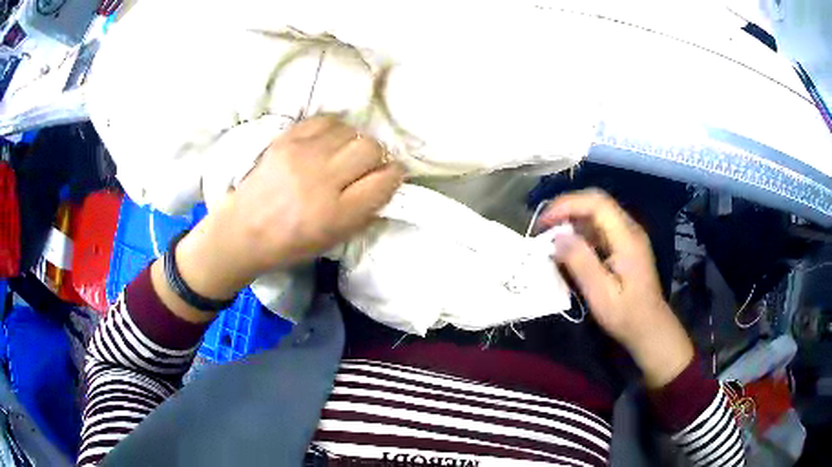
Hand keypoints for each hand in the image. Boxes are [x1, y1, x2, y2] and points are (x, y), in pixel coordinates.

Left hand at [167, 116, 404, 310]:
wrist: (243, 229)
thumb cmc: (289, 243)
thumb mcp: (333, 240)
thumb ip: (363, 211)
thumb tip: (385, 181)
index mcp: (335, 215)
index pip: (383, 181)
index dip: (393, 176)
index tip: (389, 176)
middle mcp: (321, 181)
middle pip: (370, 149)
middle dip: (375, 157)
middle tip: (365, 167)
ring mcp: (302, 156)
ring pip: (351, 131)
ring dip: (354, 143)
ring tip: (342, 155)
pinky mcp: (286, 139)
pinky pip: (326, 121)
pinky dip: (334, 130)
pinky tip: (327, 143)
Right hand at [540, 189, 694, 387]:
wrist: (650, 328)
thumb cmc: (626, 315)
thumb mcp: (600, 294)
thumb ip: (580, 262)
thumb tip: (557, 238)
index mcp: (626, 237)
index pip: (596, 203)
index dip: (567, 205)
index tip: (544, 222)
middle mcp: (630, 229)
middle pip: (597, 202)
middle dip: (568, 208)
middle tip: (544, 225)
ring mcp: (629, 236)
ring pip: (598, 213)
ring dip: (573, 219)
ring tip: (552, 236)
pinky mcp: (626, 245)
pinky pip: (601, 227)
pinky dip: (582, 231)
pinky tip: (570, 247)